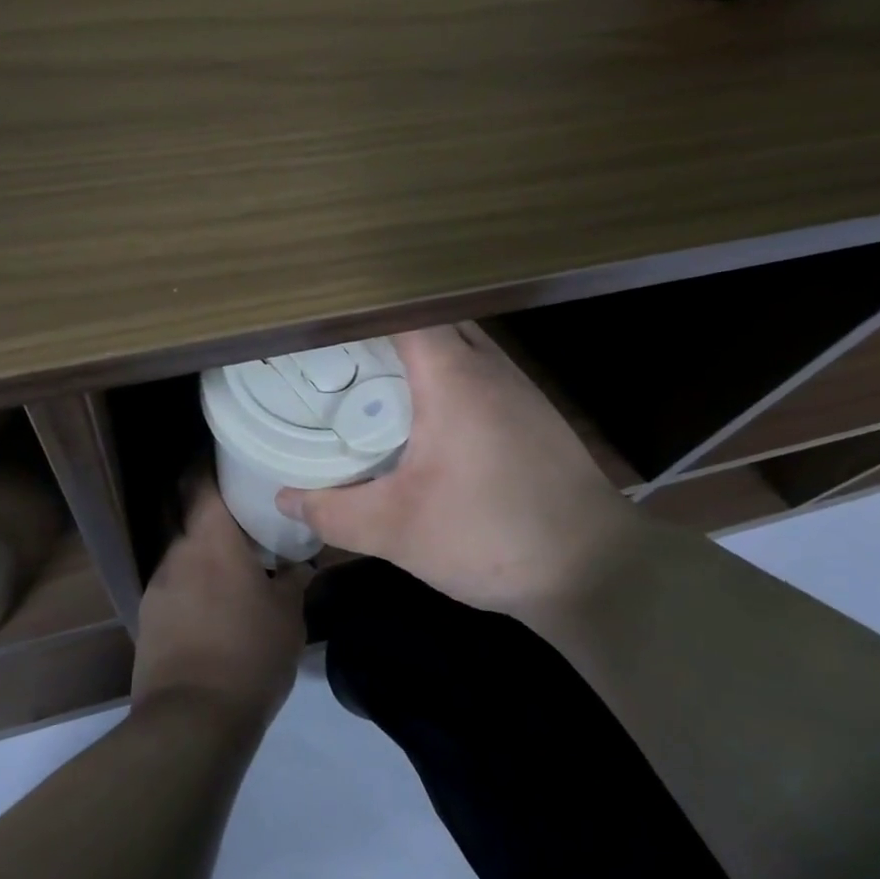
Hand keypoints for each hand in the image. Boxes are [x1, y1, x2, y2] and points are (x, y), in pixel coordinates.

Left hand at [131, 483, 306, 731]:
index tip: (226, 453)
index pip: (199, 482)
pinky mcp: (149, 618)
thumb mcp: (288, 616)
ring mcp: (157, 586)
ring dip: (200, 547)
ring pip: (179, 550)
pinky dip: (192, 580)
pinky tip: (213, 601)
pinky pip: (173, 583)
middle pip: (183, 511)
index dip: (207, 461)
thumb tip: (300, 564)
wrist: (192, 721)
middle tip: (237, 503)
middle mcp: (177, 554)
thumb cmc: (249, 654)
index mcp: (211, 541)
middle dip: (204, 502)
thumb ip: (294, 580)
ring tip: (231, 559)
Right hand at [275, 324, 632, 625]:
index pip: (402, 310)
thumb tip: (285, 497)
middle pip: (431, 322)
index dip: (361, 308)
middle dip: (386, 331)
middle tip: (341, 356)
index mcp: (453, 375)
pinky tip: (431, 423)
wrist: (595, 570)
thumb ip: (333, 511)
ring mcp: (519, 389)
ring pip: (461, 348)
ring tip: (377, 382)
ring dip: (421, 356)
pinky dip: (449, 381)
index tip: (324, 322)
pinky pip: (481, 376)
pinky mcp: (536, 416)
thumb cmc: (490, 535)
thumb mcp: (397, 530)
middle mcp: (489, 367)